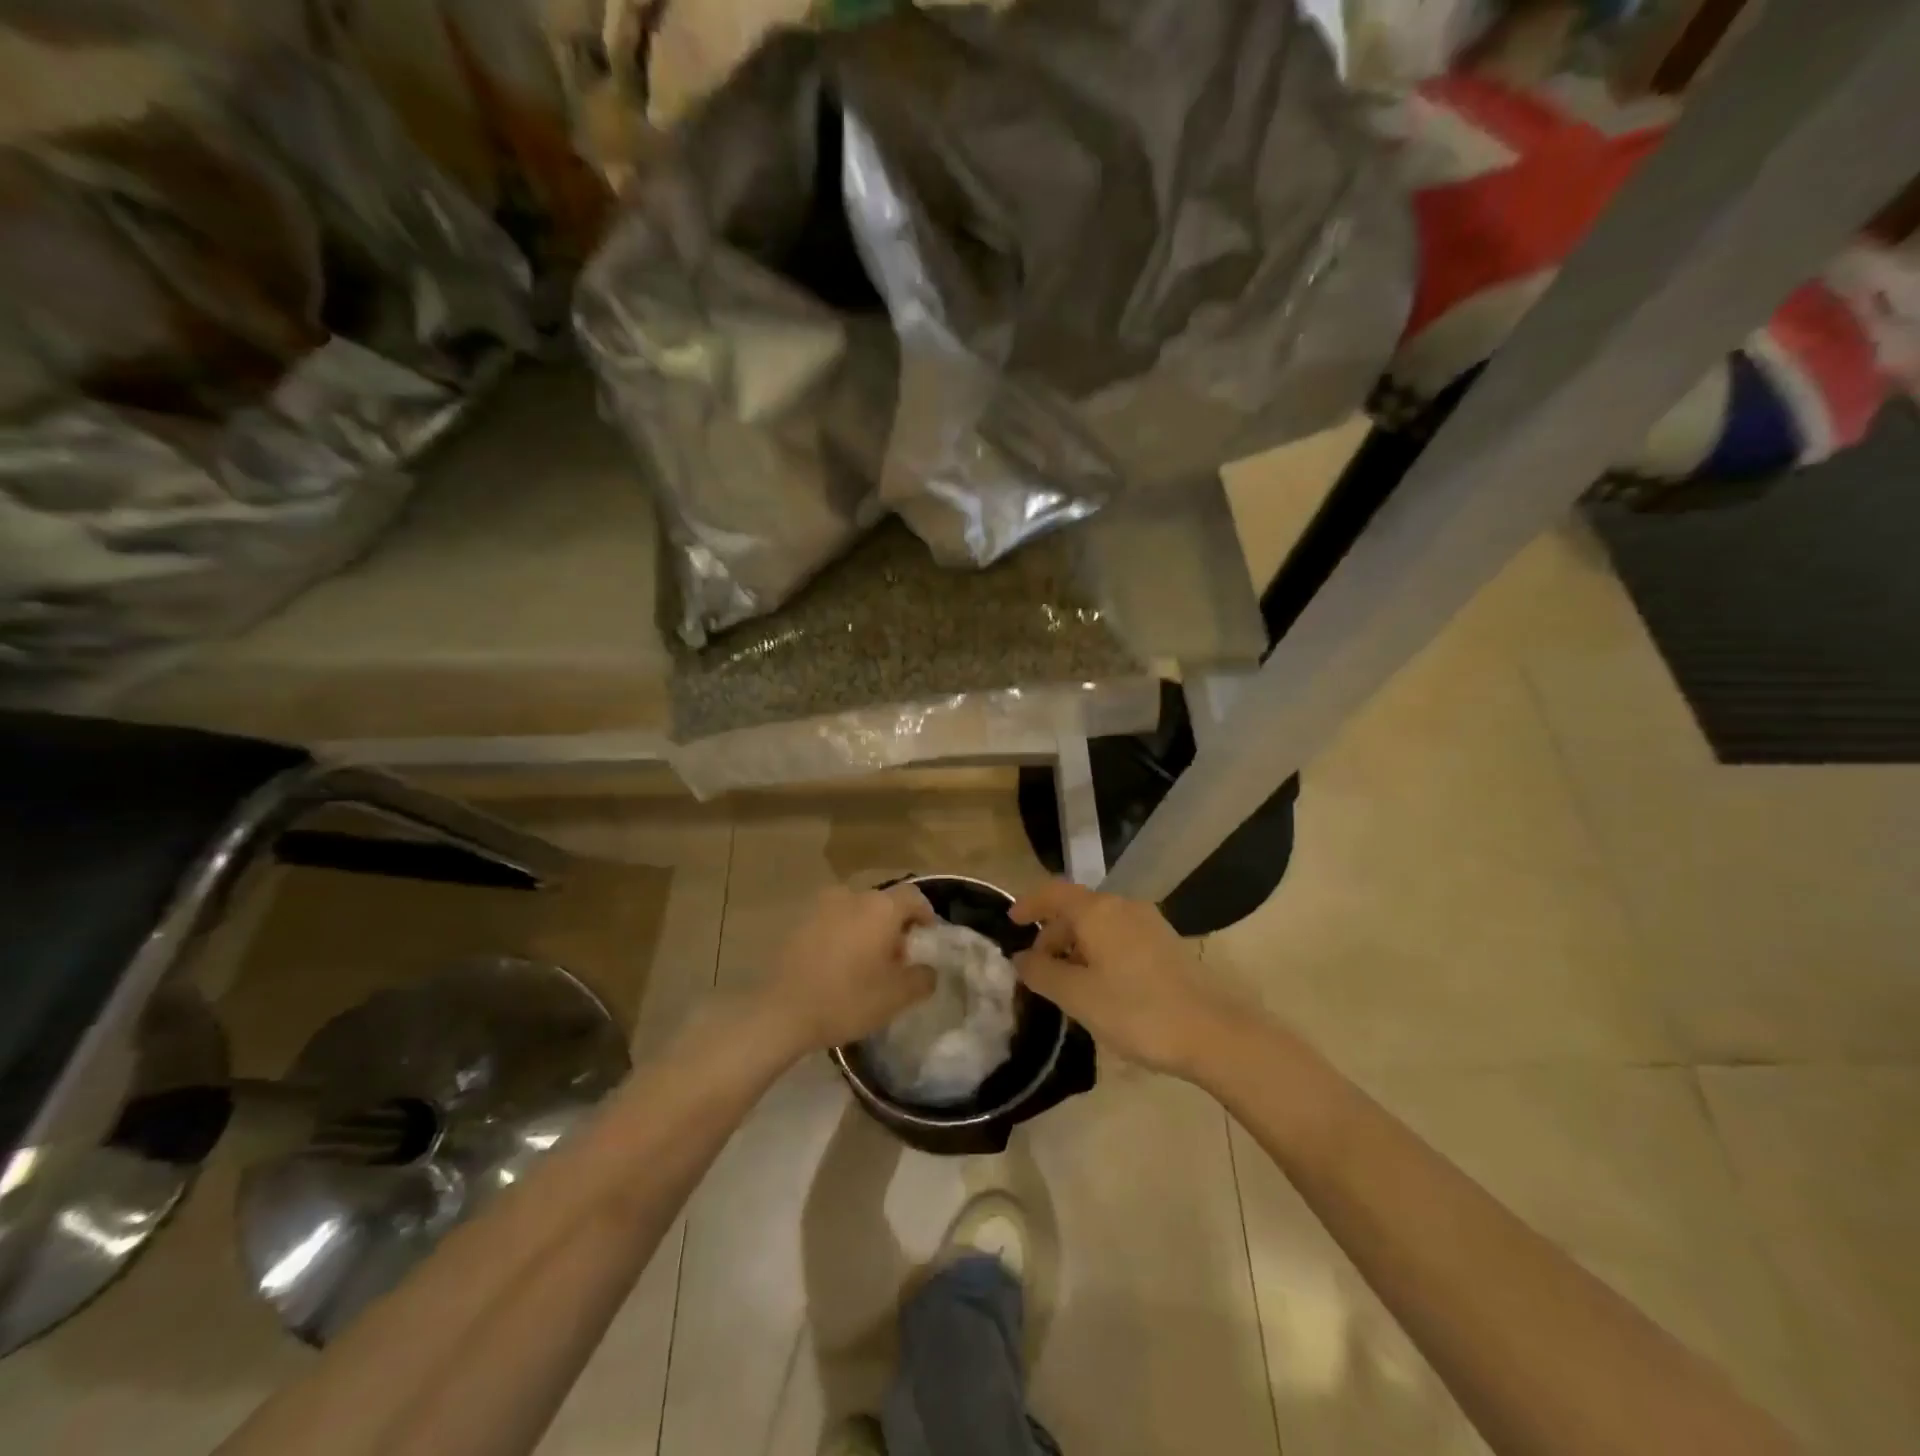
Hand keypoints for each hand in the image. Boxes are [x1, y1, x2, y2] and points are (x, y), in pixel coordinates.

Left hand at [761, 884, 937, 1053]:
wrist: (782, 1012)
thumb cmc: (847, 1000)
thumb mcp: (897, 997)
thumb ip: (922, 978)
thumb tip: (928, 969)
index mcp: (880, 908)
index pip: (913, 897)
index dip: (925, 914)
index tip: (926, 937)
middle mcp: (851, 896)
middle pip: (883, 903)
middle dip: (894, 925)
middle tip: (897, 957)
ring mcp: (821, 907)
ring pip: (855, 912)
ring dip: (866, 929)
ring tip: (866, 962)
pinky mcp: (799, 923)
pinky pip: (832, 922)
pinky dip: (842, 935)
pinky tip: (838, 965)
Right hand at [1010, 880, 1236, 1077]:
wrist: (1214, 1032)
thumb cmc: (1137, 1011)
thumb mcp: (1078, 997)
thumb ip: (1042, 973)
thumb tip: (1021, 957)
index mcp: (1098, 911)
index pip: (1053, 893)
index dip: (1028, 904)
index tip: (1010, 922)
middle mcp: (1123, 906)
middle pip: (1076, 909)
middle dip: (1052, 935)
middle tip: (1038, 971)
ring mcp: (1149, 923)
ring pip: (1099, 925)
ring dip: (1076, 946)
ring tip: (1068, 985)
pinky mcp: (1167, 943)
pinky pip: (1119, 937)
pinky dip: (1099, 952)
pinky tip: (1101, 987)